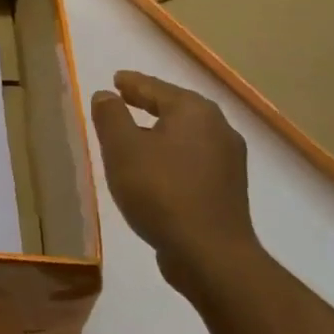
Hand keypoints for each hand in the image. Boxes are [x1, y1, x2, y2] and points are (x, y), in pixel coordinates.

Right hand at [91, 70, 262, 290]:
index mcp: (194, 111)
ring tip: (136, 135)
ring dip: (161, 131)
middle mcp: (218, 128)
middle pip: (176, 108)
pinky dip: (172, 154)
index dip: (132, 83)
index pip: (155, 88)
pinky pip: (193, 158)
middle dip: (149, 104)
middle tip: (124, 100)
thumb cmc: (160, 191)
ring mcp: (228, 160)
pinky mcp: (227, 188)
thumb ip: (111, 116)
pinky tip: (157, 168)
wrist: (209, 253)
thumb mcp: (122, 149)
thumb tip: (106, 95)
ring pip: (186, 134)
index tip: (116, 79)